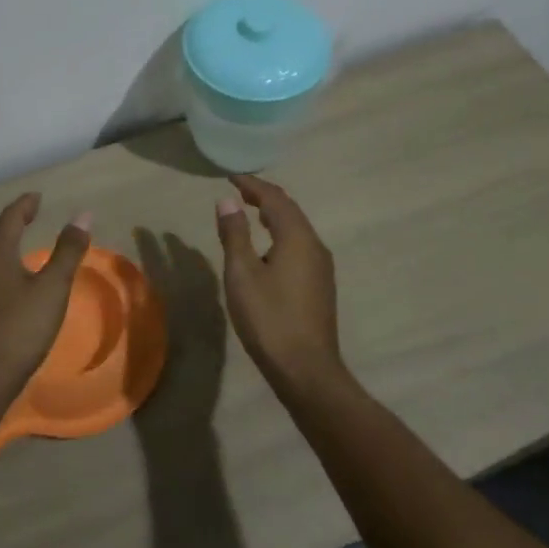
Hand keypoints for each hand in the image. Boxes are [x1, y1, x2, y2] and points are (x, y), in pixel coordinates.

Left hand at [0, 193, 92, 390]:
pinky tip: (16, 277)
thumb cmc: (21, 327)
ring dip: (10, 243)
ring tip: (26, 241)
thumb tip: (82, 215)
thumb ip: (68, 251)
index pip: (10, 217)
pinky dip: (7, 263)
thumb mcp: (52, 287)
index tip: (38, 196)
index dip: (25, 204)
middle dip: (16, 221)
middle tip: (34, 214)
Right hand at [214, 174, 341, 392]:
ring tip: (252, 212)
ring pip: (297, 228)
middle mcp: (315, 245)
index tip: (231, 177)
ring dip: (275, 215)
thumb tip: (227, 201)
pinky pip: (300, 245)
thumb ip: (234, 234)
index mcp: (297, 237)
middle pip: (290, 210)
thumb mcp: (242, 274)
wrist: (307, 370)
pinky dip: (281, 234)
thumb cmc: (269, 319)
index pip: (275, 199)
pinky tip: (269, 247)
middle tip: (240, 190)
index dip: (252, 185)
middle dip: (265, 197)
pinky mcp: (320, 285)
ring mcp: (321, 267)